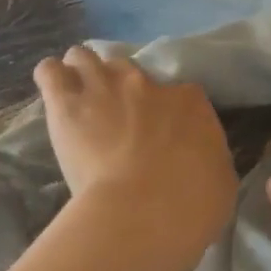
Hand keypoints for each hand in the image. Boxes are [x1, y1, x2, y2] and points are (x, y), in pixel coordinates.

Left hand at [34, 47, 237, 262]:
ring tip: (77, 99)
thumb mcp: (220, 180)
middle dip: (118, 89)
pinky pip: (50, 72)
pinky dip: (51, 79)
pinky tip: (52, 94)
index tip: (158, 132)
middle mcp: (146, 83)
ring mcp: (104, 86)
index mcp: (190, 102)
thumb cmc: (193, 204)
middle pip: (126, 69)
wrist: (146, 211)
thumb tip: (201, 162)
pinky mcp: (66, 102)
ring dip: (81, 75)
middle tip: (113, 118)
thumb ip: (208, 160)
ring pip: (84, 58)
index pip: (178, 92)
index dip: (164, 110)